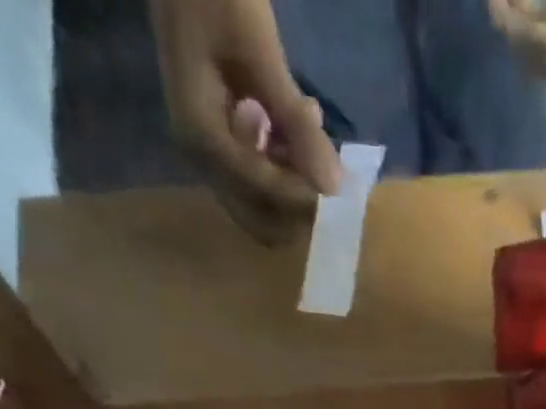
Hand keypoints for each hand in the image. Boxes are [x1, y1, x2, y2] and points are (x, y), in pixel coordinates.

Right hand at [152, 0, 343, 232]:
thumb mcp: (259, 51)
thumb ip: (294, 121)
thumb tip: (333, 187)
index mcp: (203, 137)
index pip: (264, 194)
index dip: (306, 199)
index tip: (343, 190)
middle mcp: (202, 157)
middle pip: (260, 219)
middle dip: (299, 206)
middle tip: (330, 171)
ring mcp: (209, 151)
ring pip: (263, 202)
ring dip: (295, 183)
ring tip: (313, 130)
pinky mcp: (220, 139)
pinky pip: (260, 174)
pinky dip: (286, 162)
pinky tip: (301, 122)